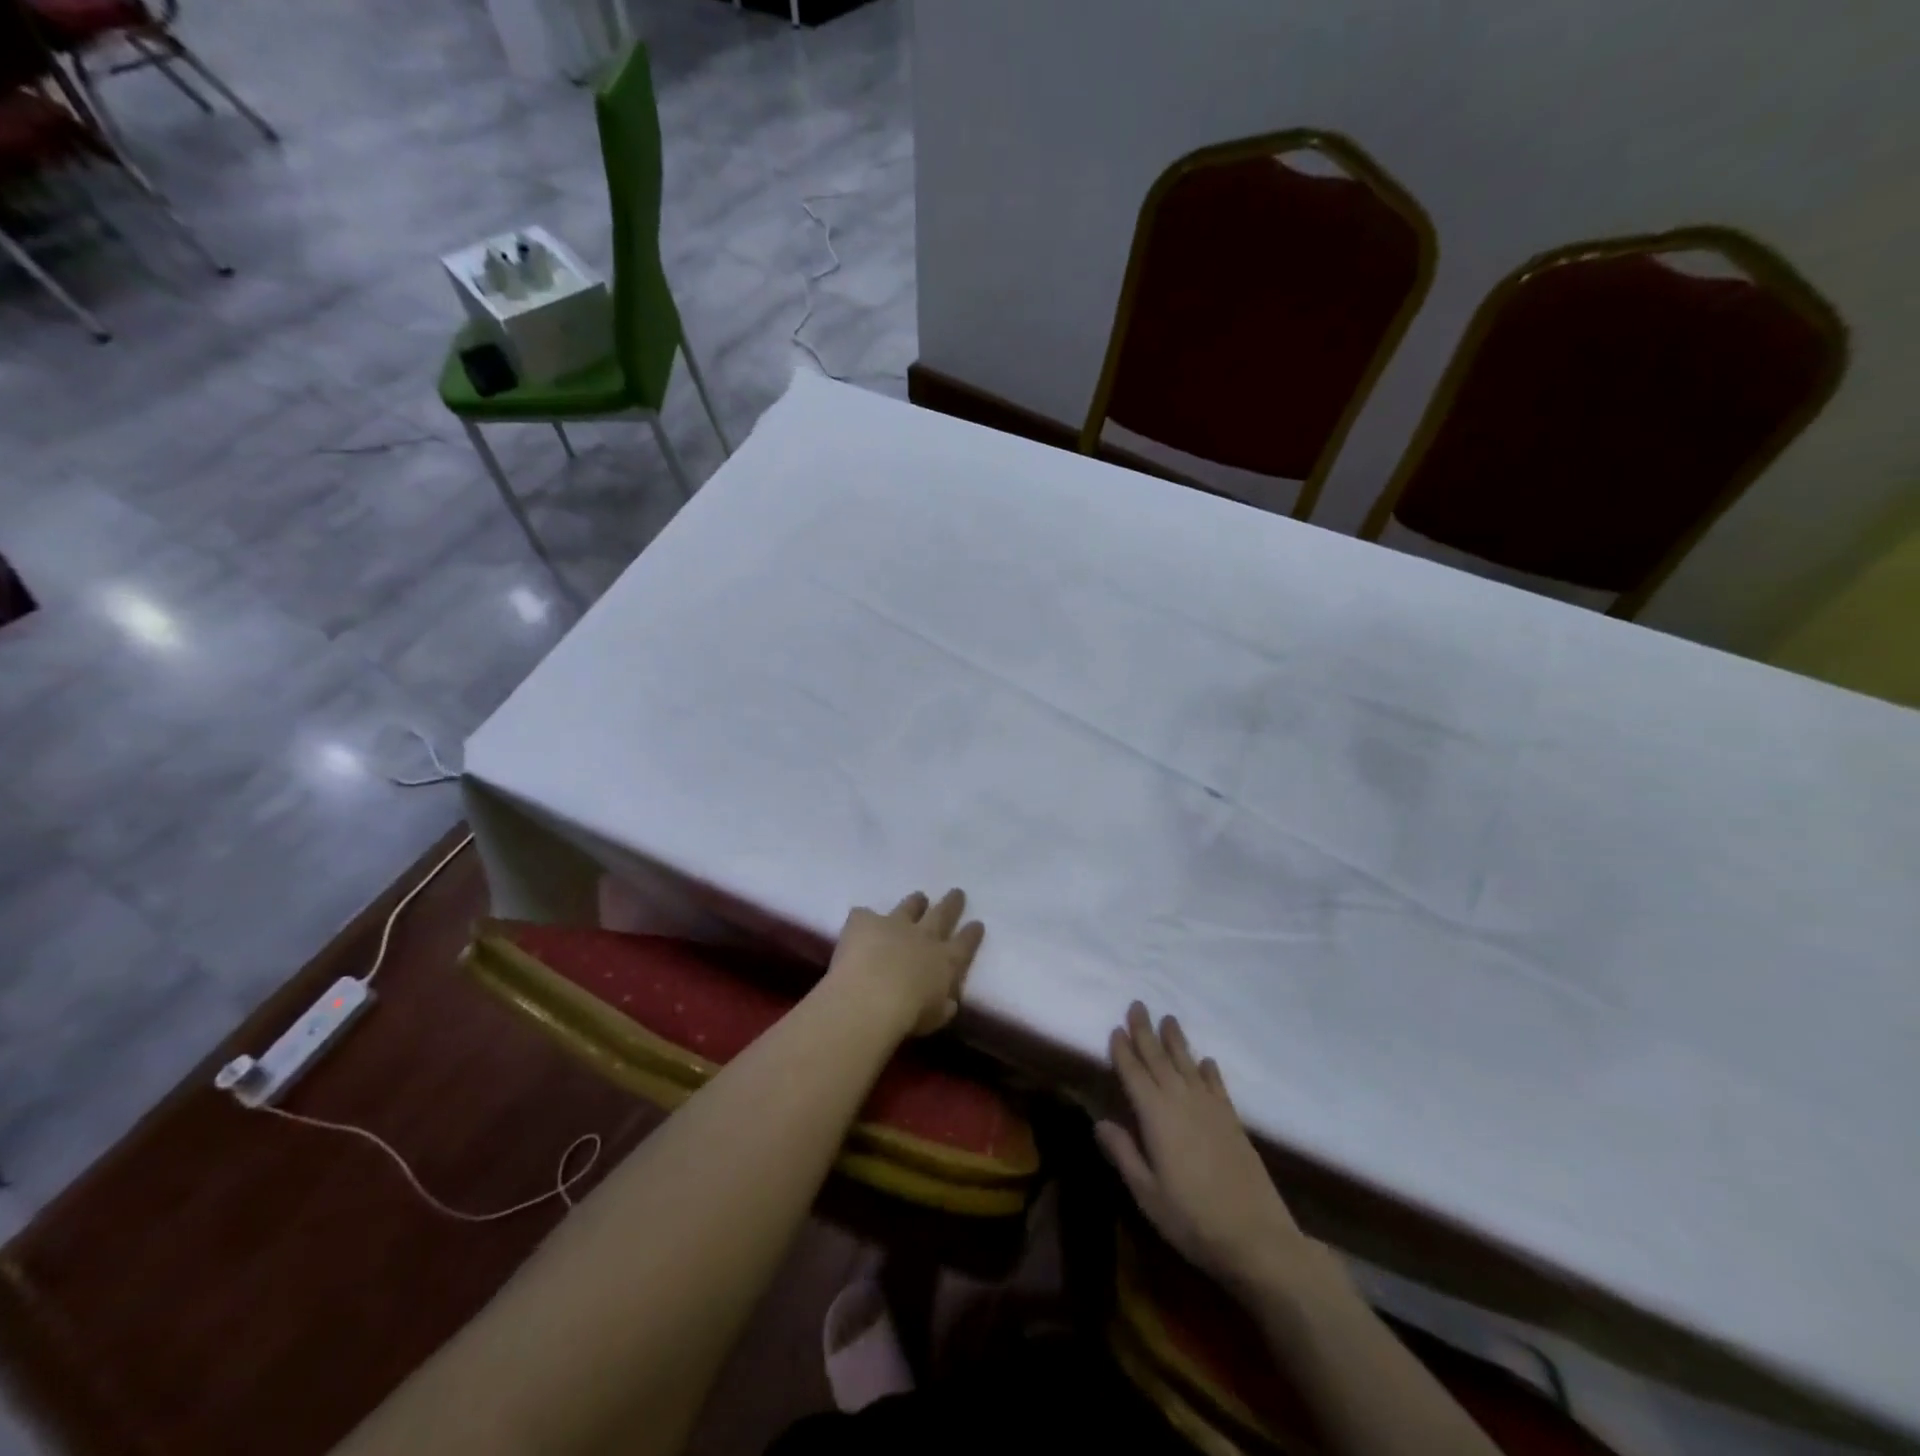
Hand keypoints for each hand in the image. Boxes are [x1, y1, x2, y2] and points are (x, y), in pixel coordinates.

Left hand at [823, 889, 983, 1038]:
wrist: (870, 997)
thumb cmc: (908, 1016)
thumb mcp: (935, 1017)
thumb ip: (943, 1006)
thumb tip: (948, 1002)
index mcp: (945, 961)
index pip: (965, 943)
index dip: (972, 934)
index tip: (977, 923)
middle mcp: (923, 936)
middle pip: (942, 914)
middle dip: (951, 904)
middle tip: (957, 892)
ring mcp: (894, 924)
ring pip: (909, 906)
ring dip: (915, 902)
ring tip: (919, 897)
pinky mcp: (865, 921)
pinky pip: (864, 914)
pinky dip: (864, 919)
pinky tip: (860, 923)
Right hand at [1098, 1003, 1328, 1297]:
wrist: (1257, 1238)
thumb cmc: (1192, 1219)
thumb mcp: (1147, 1193)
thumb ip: (1123, 1153)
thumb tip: (1098, 1121)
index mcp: (1156, 1115)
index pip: (1133, 1074)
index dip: (1123, 1051)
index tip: (1115, 1028)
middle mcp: (1182, 1101)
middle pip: (1159, 1059)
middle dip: (1146, 1032)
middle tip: (1137, 1005)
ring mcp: (1211, 1109)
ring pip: (1188, 1064)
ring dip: (1176, 1041)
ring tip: (1168, 1018)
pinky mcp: (1233, 1122)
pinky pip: (1217, 1085)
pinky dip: (1209, 1070)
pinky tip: (1207, 1060)